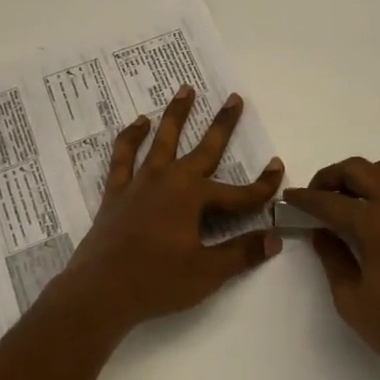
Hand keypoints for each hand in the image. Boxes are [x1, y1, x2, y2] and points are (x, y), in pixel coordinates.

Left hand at [54, 86, 282, 338]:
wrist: (101, 290)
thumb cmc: (157, 282)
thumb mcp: (207, 272)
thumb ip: (241, 253)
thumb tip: (274, 239)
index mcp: (193, 198)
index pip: (238, 192)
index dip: (262, 185)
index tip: (278, 167)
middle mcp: (169, 180)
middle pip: (203, 148)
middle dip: (222, 124)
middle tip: (234, 98)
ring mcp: (141, 182)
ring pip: (163, 140)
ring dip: (176, 114)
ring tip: (185, 89)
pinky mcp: (117, 191)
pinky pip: (124, 156)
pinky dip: (130, 137)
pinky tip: (138, 122)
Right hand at [282, 158, 379, 379]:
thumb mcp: (352, 301)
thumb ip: (332, 258)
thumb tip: (321, 231)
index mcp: (378, 223)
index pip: (331, 201)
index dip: (305, 199)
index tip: (288, 198)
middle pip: (359, 169)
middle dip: (331, 177)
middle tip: (314, 196)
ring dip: (360, 176)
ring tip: (343, 200)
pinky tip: (375, 214)